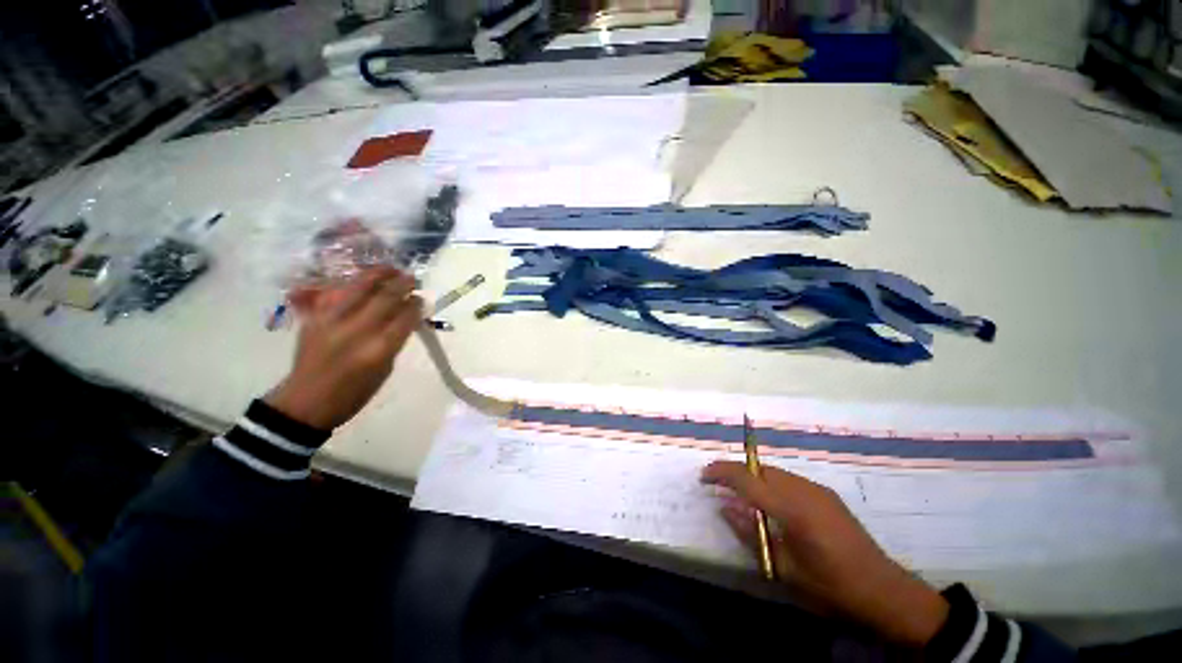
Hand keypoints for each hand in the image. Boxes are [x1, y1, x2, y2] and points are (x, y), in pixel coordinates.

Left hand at [265, 267, 422, 429]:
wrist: (306, 401)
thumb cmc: (354, 392)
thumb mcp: (385, 369)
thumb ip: (395, 340)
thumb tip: (406, 317)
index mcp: (378, 349)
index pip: (404, 317)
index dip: (416, 304)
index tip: (421, 298)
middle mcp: (356, 331)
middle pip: (384, 298)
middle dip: (402, 284)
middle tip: (411, 277)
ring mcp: (331, 321)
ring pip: (357, 287)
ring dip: (377, 275)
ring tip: (390, 269)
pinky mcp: (314, 318)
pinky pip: (334, 292)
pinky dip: (351, 284)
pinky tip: (361, 281)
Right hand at [701, 461, 948, 647]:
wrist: (885, 592)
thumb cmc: (832, 588)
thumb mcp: (785, 568)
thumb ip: (751, 533)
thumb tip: (725, 507)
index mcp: (793, 509)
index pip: (748, 480)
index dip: (721, 473)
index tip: (702, 476)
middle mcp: (804, 490)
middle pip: (759, 469)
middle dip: (734, 471)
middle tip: (716, 483)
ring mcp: (817, 490)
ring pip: (773, 472)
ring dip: (751, 476)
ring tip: (737, 491)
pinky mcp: (826, 495)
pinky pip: (788, 479)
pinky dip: (769, 482)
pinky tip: (768, 501)